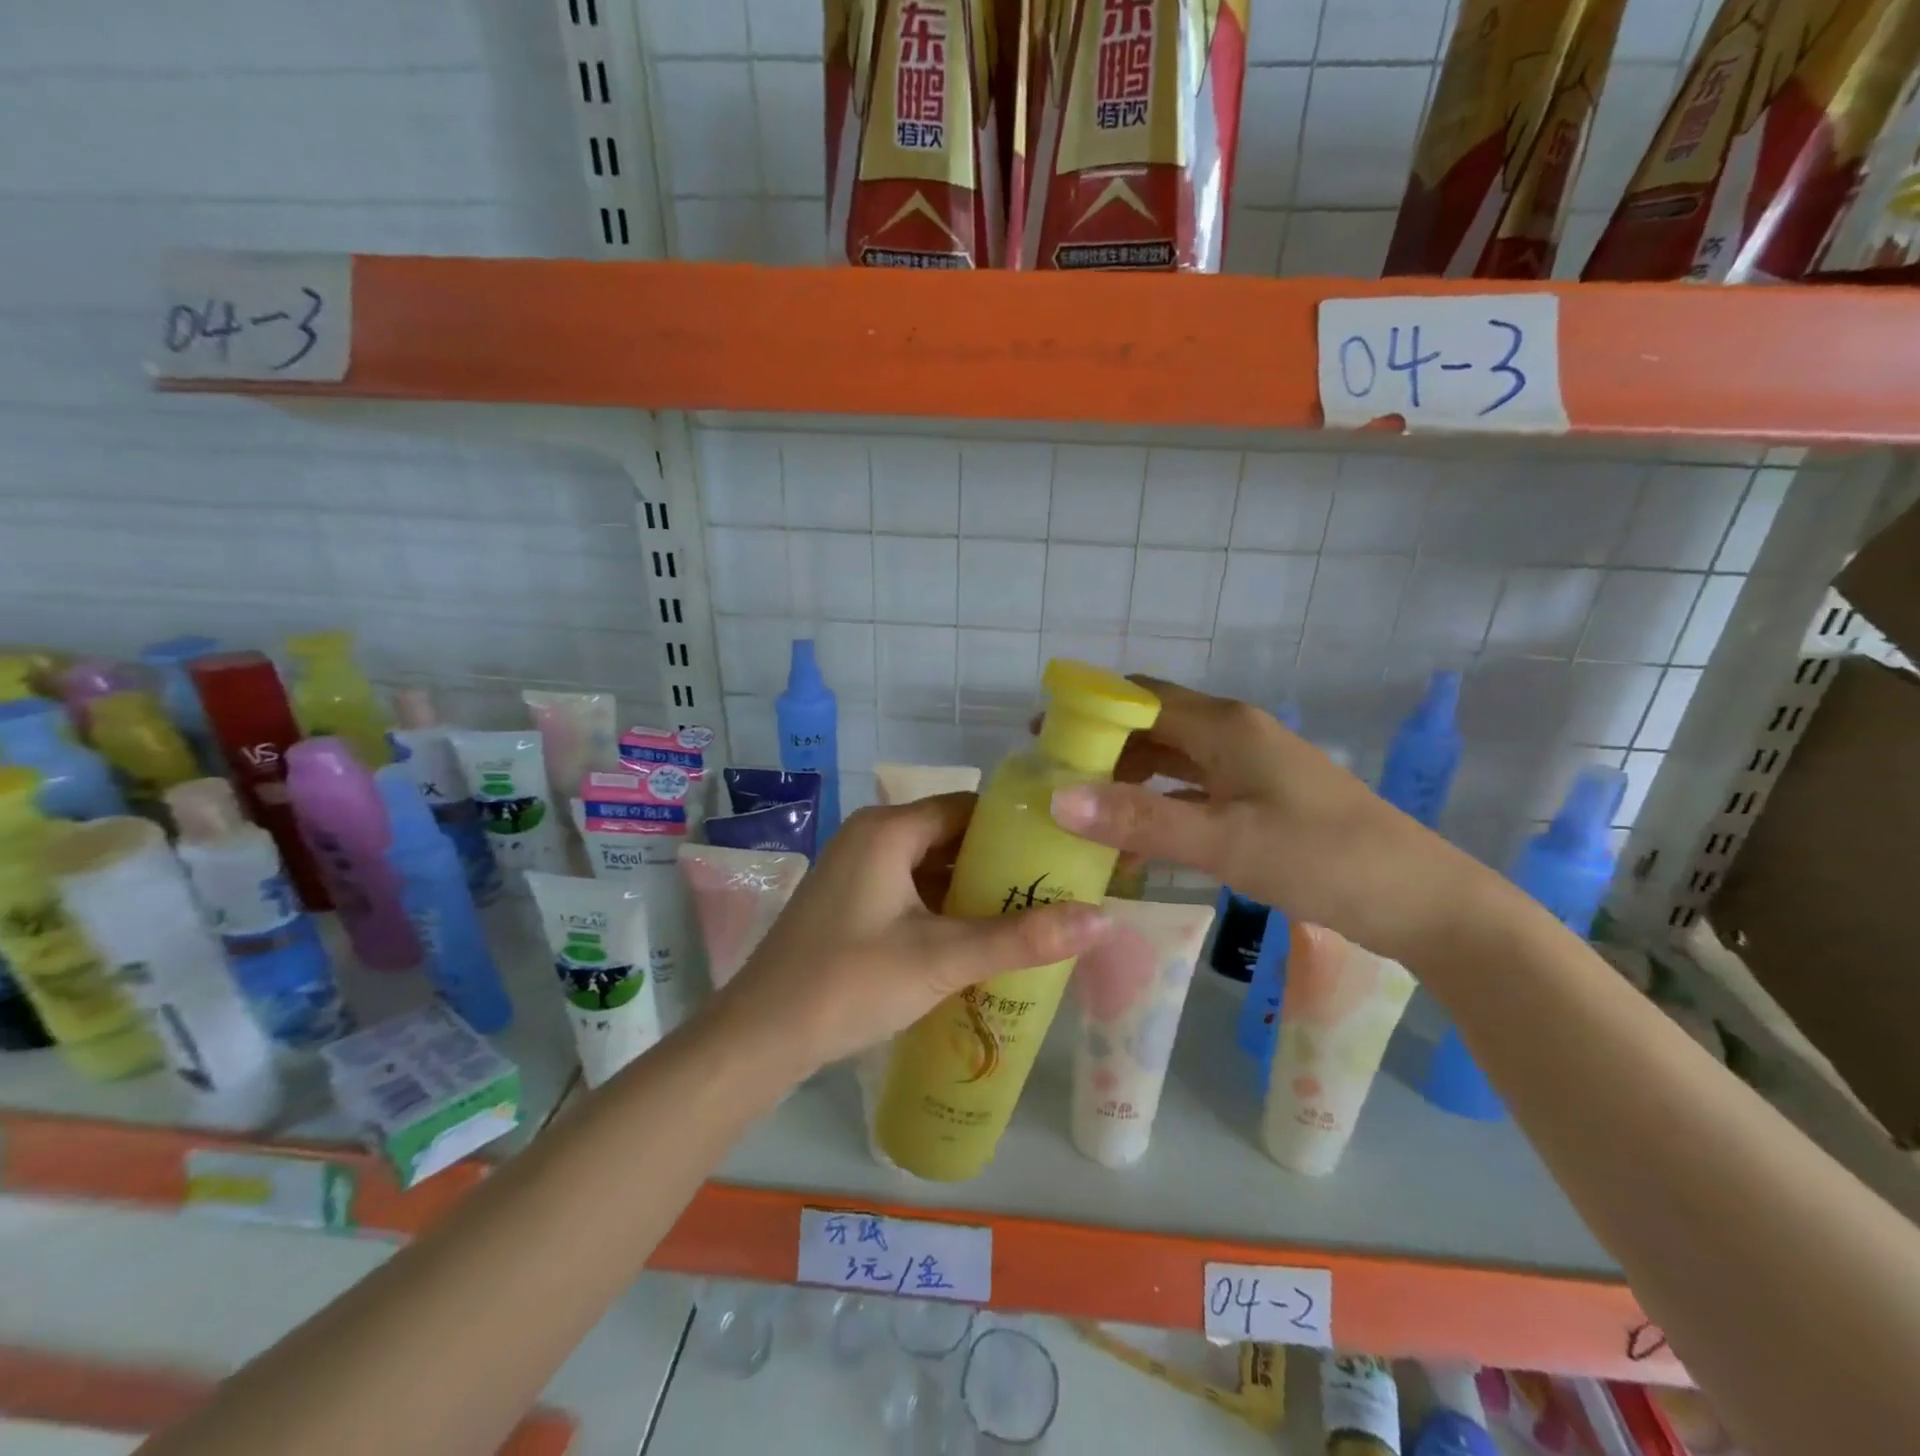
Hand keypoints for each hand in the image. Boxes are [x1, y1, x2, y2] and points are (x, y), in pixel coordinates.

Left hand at [715, 794, 1107, 1073]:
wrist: (758, 1038)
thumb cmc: (849, 984)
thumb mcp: (942, 959)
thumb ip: (1021, 938)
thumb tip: (1103, 919)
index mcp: (889, 829)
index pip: (970, 808)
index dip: (1017, 829)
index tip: (1062, 855)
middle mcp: (871, 836)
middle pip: (951, 837)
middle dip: (1000, 866)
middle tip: (1055, 894)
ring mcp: (856, 870)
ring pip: (930, 867)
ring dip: (973, 891)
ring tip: (1029, 918)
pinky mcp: (850, 902)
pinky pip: (909, 890)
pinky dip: (944, 908)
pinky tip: (977, 939)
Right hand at [1047, 678, 1491, 962]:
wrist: (1423, 902)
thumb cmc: (1324, 860)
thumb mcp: (1226, 842)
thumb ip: (1141, 819)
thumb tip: (1057, 796)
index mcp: (1225, 726)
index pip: (1140, 696)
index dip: (1089, 709)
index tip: (1039, 736)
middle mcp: (1234, 735)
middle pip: (1152, 725)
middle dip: (1101, 746)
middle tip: (1052, 779)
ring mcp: (1250, 768)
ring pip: (1172, 760)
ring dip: (1127, 778)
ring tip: (1081, 808)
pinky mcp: (1260, 800)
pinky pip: (1193, 792)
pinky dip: (1158, 806)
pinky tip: (1134, 838)